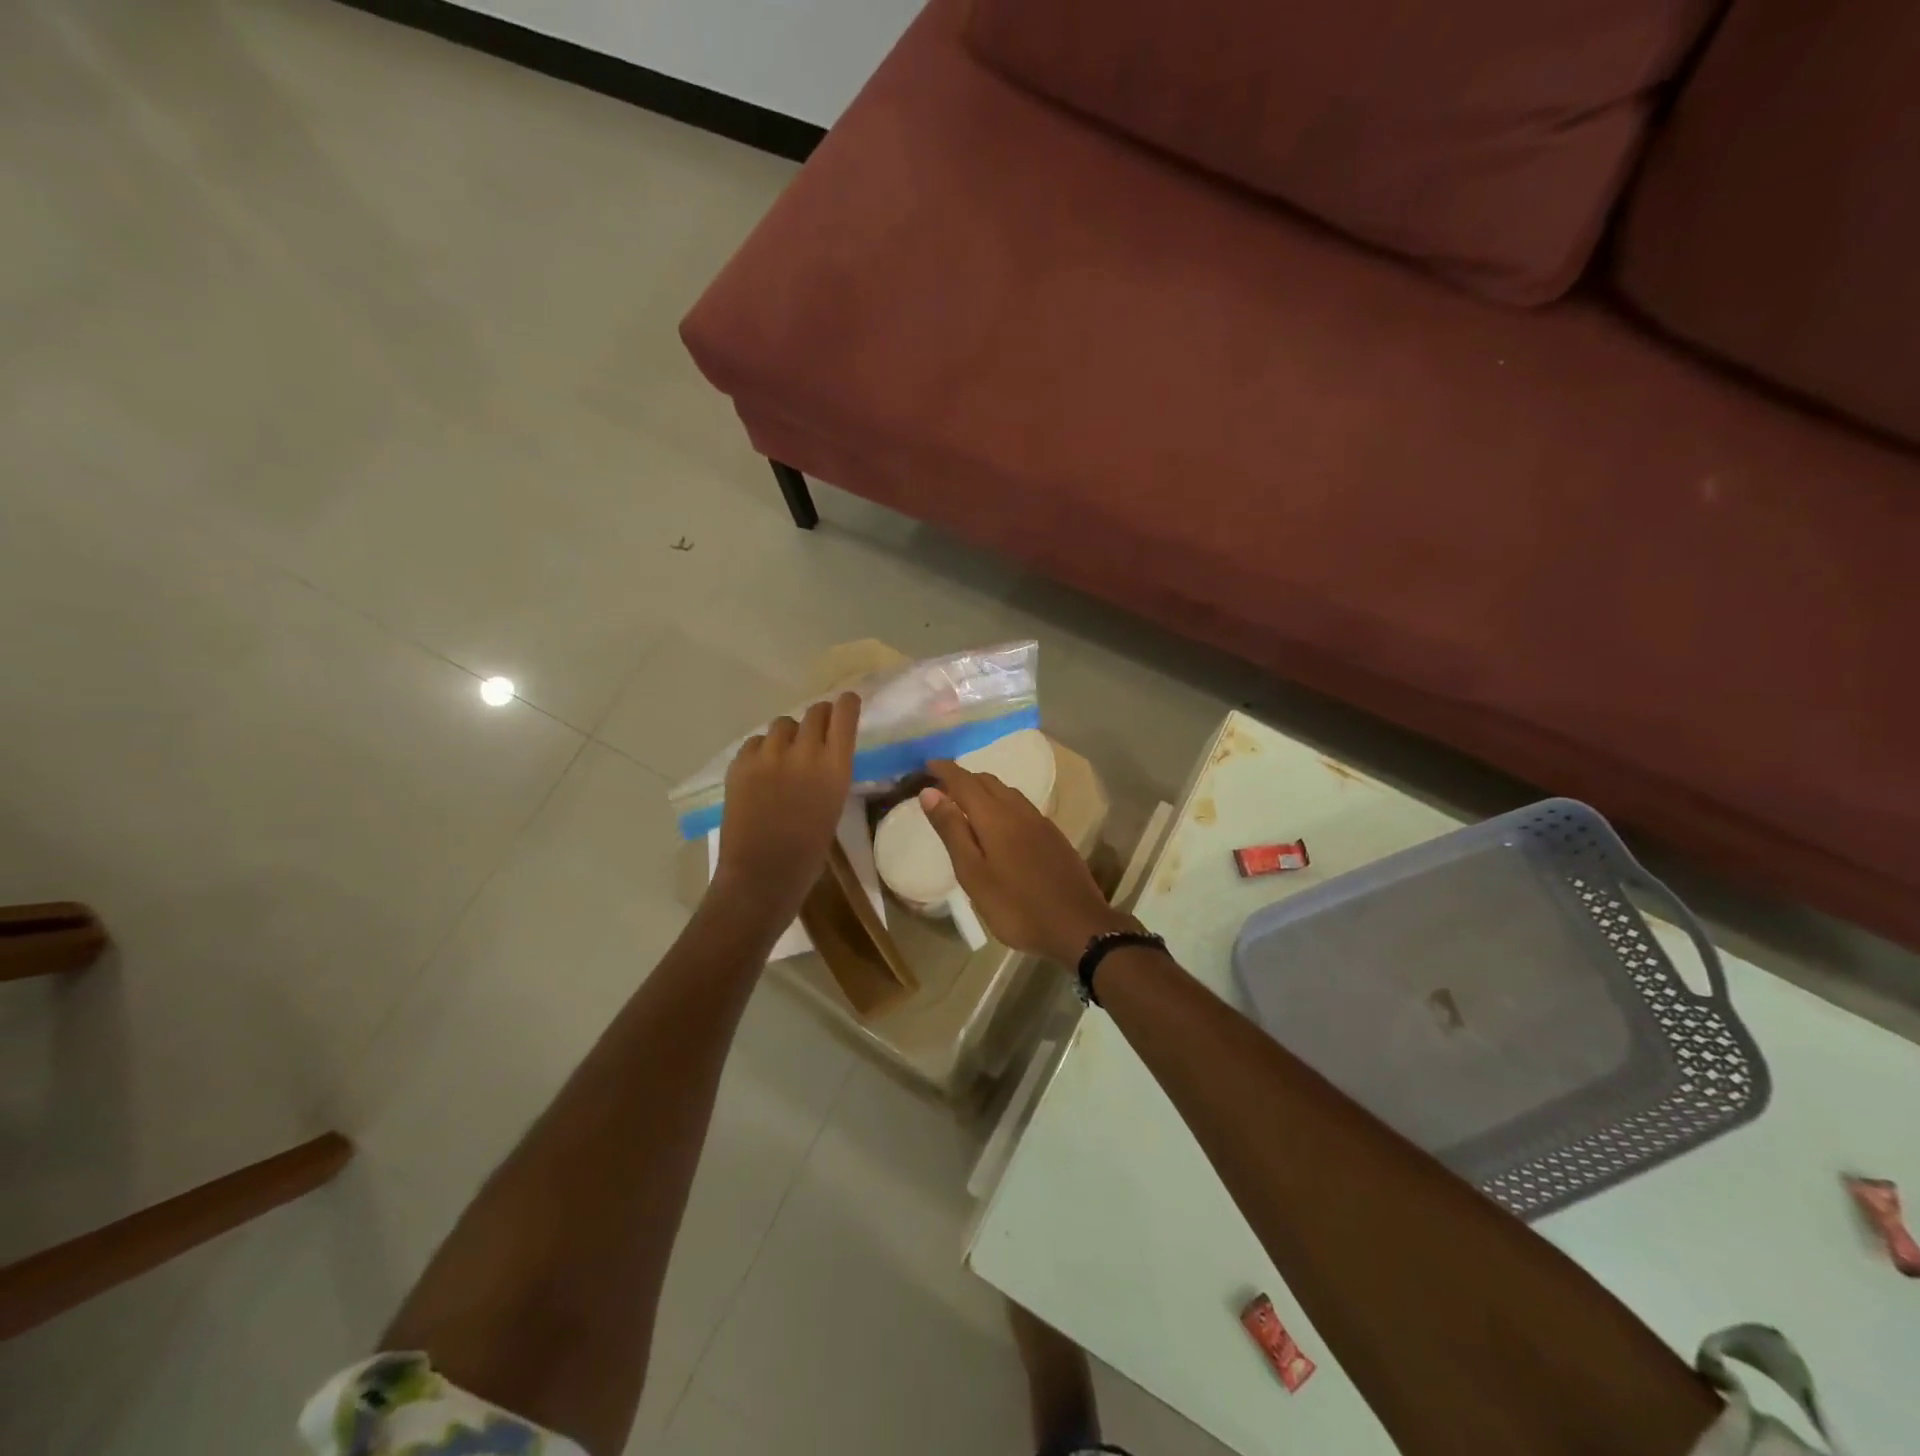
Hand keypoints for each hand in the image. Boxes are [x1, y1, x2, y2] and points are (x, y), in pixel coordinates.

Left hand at [712, 693, 860, 922]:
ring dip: (788, 734)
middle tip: (816, 731)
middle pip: (814, 712)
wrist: (762, 875)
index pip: (844, 715)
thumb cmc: (809, 851)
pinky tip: (762, 771)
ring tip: (785, 756)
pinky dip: (761, 750)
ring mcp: (768, 756)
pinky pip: (755, 742)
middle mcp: (803, 752)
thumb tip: (824, 752)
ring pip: (782, 724)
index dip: (847, 704)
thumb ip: (830, 771)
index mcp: (834, 767)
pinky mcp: (740, 764)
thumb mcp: (833, 804)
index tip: (847, 702)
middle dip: (818, 718)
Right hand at [919, 760, 1134, 964]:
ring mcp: (1040, 822)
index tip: (927, 764)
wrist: (1078, 927)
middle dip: (963, 778)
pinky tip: (999, 823)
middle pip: (987, 781)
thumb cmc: (1015, 906)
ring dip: (983, 789)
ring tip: (965, 802)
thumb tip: (930, 792)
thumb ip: (952, 830)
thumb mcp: (973, 873)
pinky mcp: (1053, 836)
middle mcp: (1019, 810)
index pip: (964, 781)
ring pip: (1007, 792)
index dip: (945, 770)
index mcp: (995, 816)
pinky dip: (1001, 803)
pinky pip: (1021, 806)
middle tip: (941, 786)